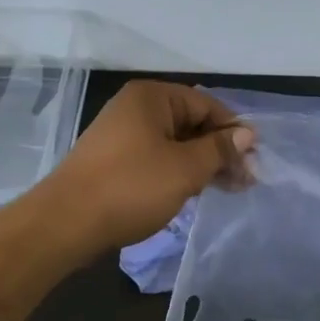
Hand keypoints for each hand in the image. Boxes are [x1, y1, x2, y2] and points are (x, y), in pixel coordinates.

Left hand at [45, 81, 254, 252]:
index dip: (233, 131)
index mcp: (152, 97)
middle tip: (246, 180)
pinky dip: (179, 172)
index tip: (254, 159)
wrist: (65, 223)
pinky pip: (157, 158)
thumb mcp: (185, 168)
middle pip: (191, 123)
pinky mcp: (115, 161)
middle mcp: (136, 108)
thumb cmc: (132, 187)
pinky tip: (195, 191)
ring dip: (202, 164)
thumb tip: (247, 134)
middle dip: (220, 150)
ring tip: (229, 189)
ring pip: (175, 143)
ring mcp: (122, 135)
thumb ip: (219, 149)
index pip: (206, 104)